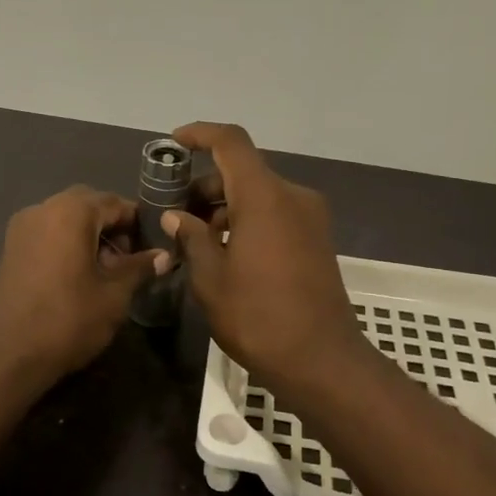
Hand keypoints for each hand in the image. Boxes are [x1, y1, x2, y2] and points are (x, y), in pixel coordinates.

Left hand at [0, 186, 168, 387]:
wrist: (8, 356)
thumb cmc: (68, 320)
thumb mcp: (114, 295)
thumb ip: (139, 268)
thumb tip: (163, 255)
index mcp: (71, 212)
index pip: (115, 203)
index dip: (138, 223)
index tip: (154, 246)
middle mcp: (42, 209)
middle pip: (87, 205)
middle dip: (112, 226)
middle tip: (129, 259)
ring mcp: (21, 228)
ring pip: (65, 218)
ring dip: (89, 234)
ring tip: (106, 271)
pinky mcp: (10, 249)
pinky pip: (47, 233)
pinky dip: (67, 243)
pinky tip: (78, 275)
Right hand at [163, 123, 368, 388]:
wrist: (322, 361)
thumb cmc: (258, 317)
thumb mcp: (210, 279)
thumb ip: (191, 238)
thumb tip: (176, 217)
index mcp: (264, 197)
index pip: (231, 143)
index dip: (201, 134)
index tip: (174, 143)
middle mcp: (292, 197)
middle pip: (244, 171)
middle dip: (206, 186)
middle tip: (176, 216)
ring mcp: (310, 218)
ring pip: (259, 195)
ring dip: (226, 207)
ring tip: (197, 241)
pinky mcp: (317, 240)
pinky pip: (276, 214)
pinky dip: (248, 221)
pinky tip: (226, 253)